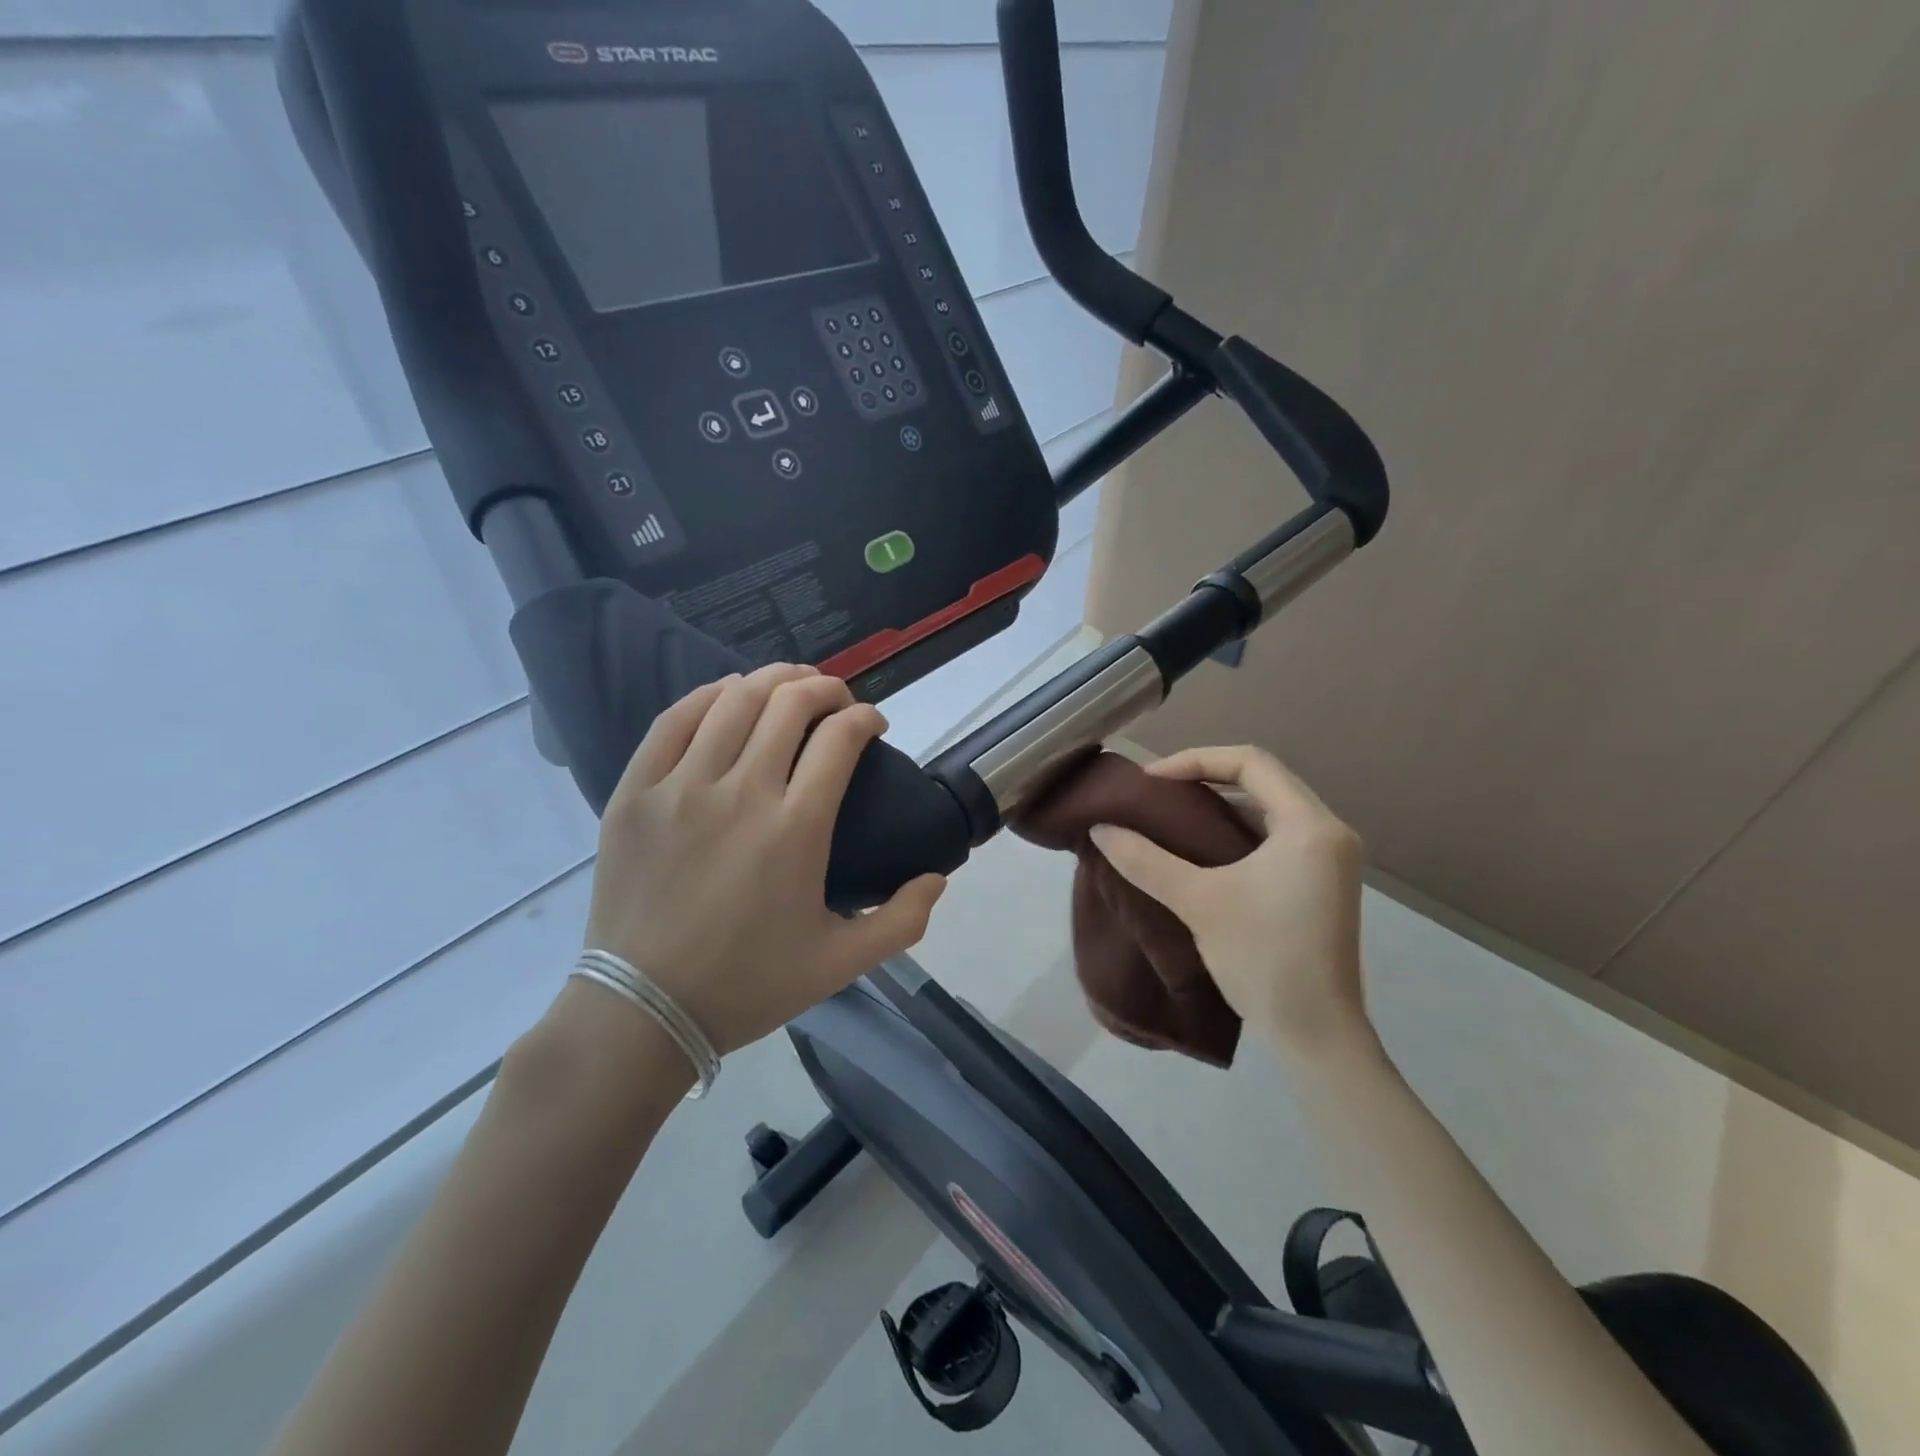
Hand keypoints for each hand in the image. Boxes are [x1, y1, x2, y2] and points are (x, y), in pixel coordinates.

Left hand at [582, 663, 946, 1056]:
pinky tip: (728, 694)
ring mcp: (682, 787)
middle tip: (837, 700)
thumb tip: (937, 878)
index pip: (840, 739)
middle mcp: (742, 793)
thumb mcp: (841, 964)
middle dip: (825, 688)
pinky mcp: (637, 792)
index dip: (865, 717)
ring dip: (773, 680)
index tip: (873, 724)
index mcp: (796, 829)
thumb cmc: (748, 984)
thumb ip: (902, 921)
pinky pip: (673, 720)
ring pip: (735, 700)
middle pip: (790, 704)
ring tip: (790, 684)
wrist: (644, 1010)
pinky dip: (708, 695)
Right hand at [1088, 745, 1369, 1055]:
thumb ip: (1145, 860)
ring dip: (1221, 806)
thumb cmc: (1262, 958)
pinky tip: (1202, 849)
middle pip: (1263, 781)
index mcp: (1310, 826)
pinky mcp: (1321, 883)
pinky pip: (1275, 837)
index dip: (1196, 760)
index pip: (1252, 762)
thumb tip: (1099, 829)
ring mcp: (1330, 860)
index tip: (1151, 780)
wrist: (1316, 1035)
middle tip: (1158, 793)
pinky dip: (1237, 833)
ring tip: (1172, 816)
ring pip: (1269, 810)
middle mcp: (1329, 832)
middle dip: (1207, 778)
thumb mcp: (1197, 902)